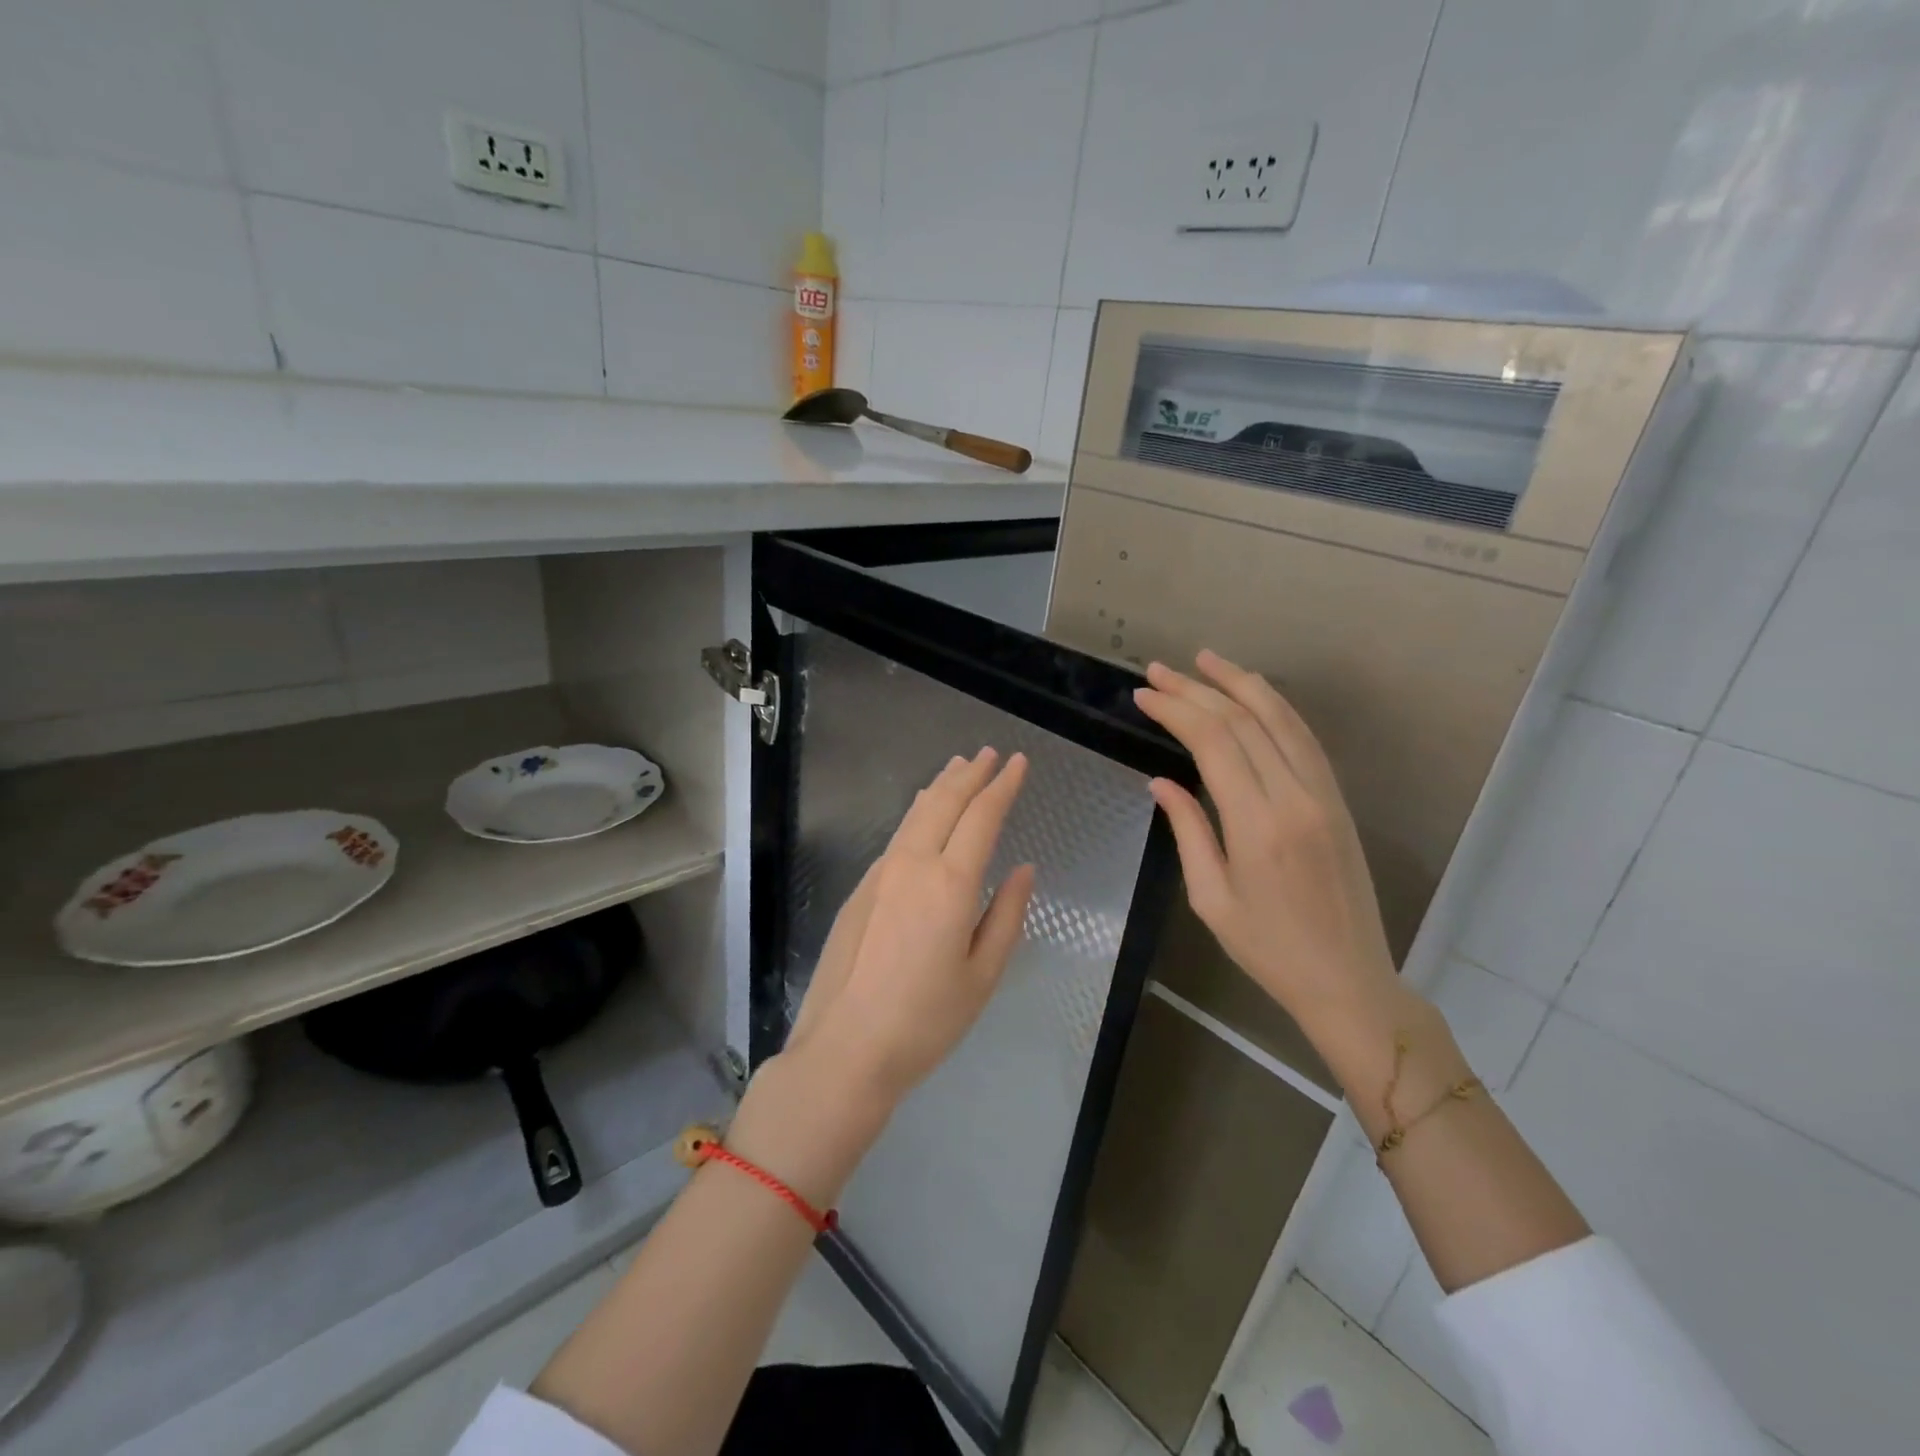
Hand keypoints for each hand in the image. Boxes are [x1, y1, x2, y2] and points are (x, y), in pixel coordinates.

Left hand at [786, 748, 1034, 1106]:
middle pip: (945, 803)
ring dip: (940, 787)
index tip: (1019, 762)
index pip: (982, 816)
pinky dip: (918, 814)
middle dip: (971, 774)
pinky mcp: (860, 890)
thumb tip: (1024, 870)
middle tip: (990, 753)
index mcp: (950, 884)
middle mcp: (912, 865)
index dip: (1003, 785)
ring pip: (915, 814)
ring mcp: (880, 874)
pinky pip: (897, 836)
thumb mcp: (982, 976)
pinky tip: (923, 815)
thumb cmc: (925, 1021)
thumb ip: (1006, 916)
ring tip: (957, 768)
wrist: (845, 1049)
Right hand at [1133, 651, 1399, 1039]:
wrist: (1348, 979)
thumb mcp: (1211, 898)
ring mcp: (1324, 794)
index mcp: (1259, 824)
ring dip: (1241, 683)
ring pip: (1281, 719)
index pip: (1213, 742)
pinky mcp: (1337, 800)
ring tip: (1206, 660)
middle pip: (1244, 721)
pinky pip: (1304, 739)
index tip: (1144, 695)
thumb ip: (1189, 831)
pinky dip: (1275, 708)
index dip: (1176, 710)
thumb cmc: (1268, 949)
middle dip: (1197, 689)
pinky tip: (1252, 695)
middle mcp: (1295, 797)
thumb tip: (1160, 782)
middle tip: (1158, 670)